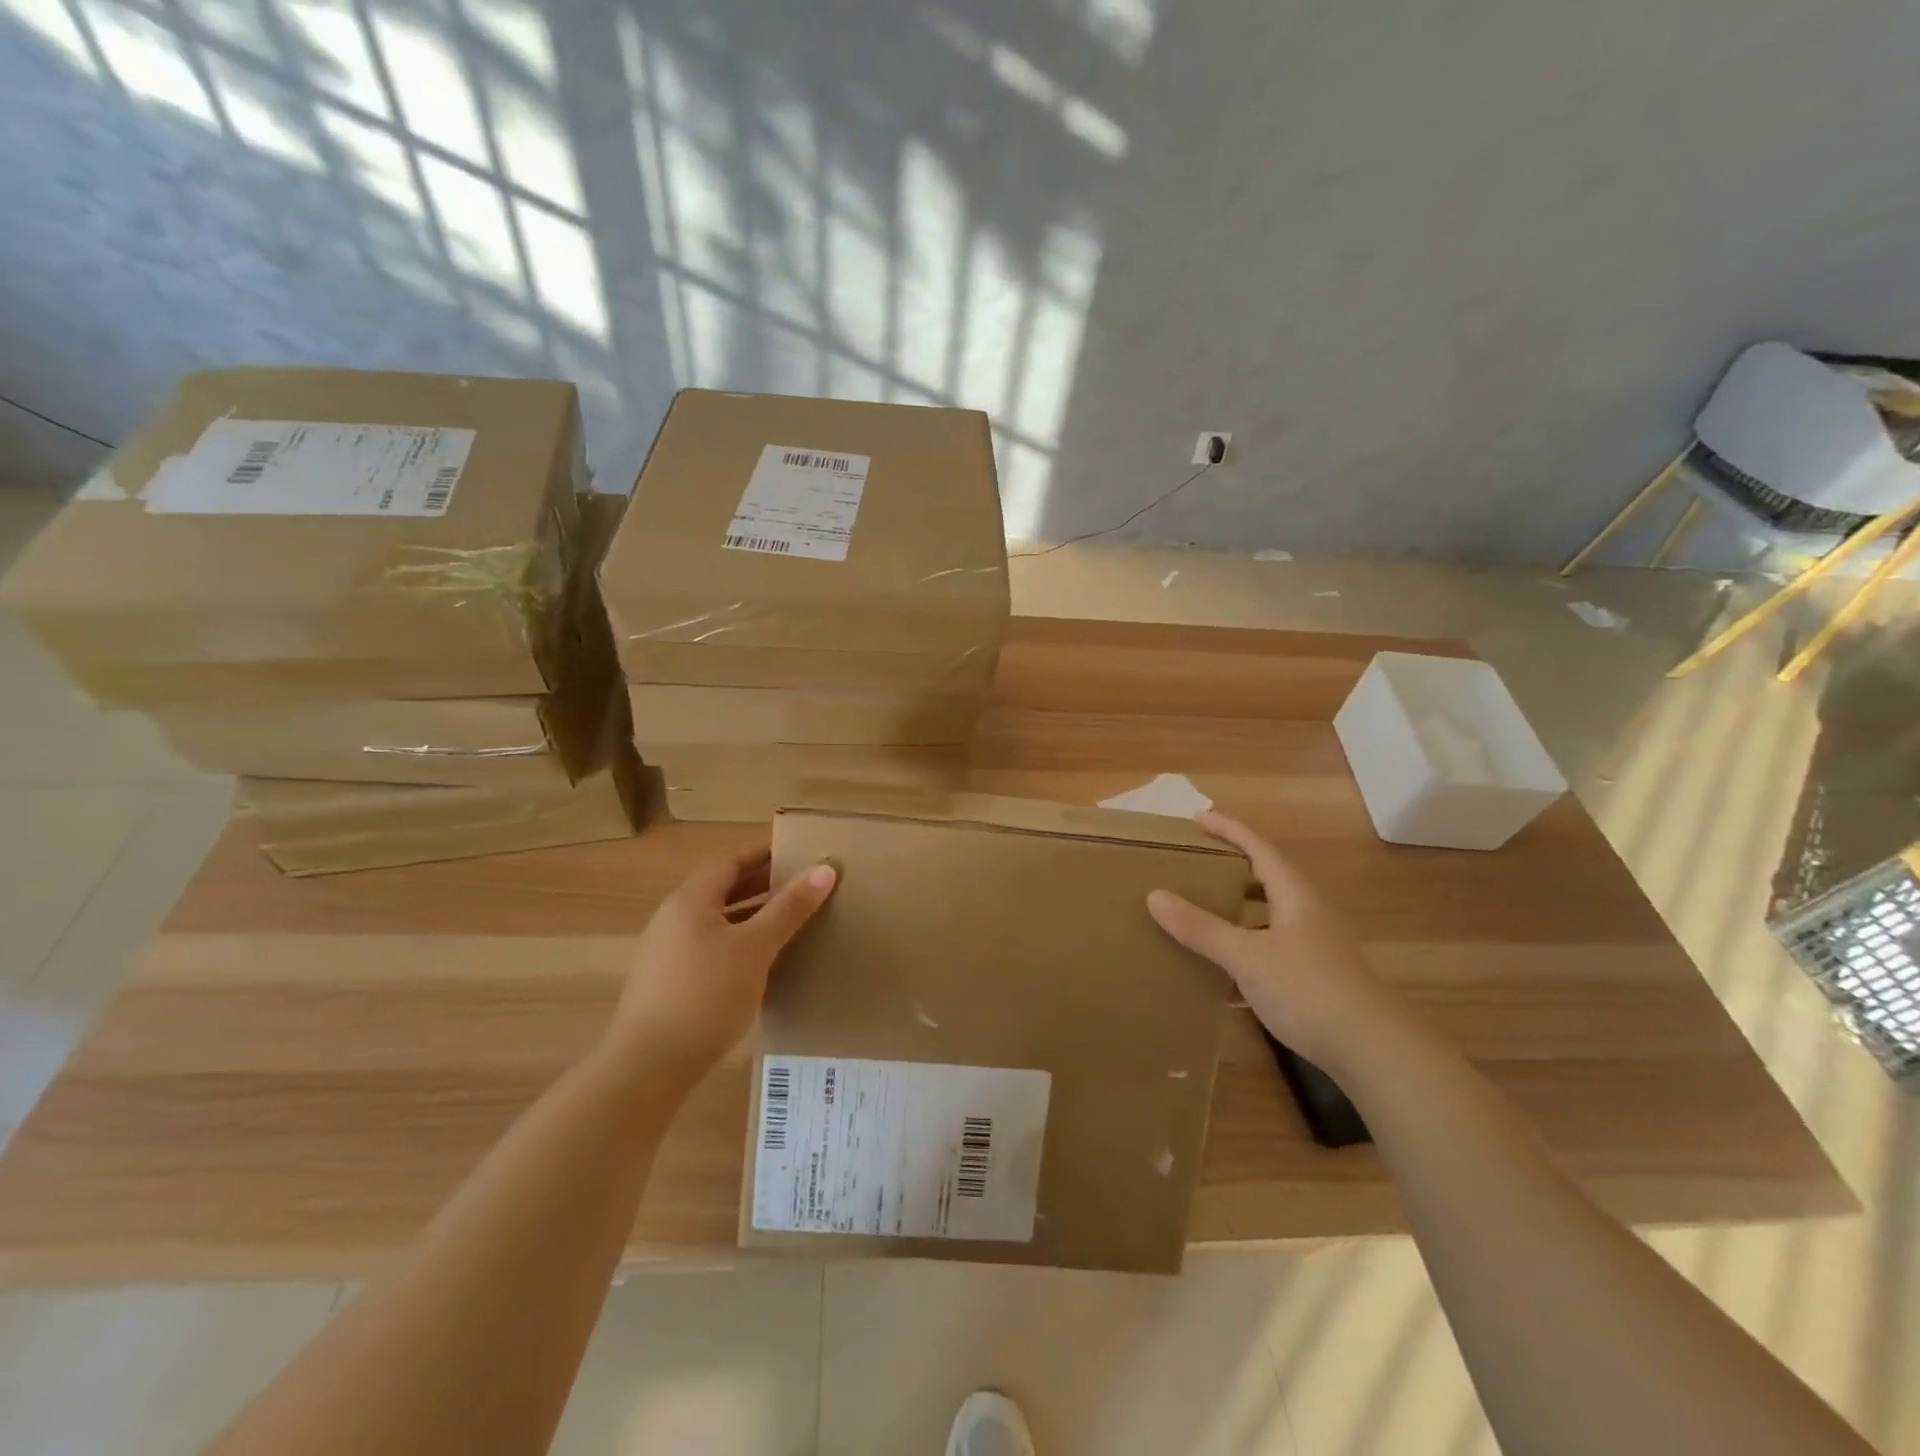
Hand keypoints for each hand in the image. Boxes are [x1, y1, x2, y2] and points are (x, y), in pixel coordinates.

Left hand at [606, 847, 836, 1088]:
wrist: (648, 1067)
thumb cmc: (706, 994)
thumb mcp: (756, 947)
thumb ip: (790, 907)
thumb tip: (825, 868)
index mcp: (690, 899)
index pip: (731, 862)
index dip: (765, 855)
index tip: (798, 852)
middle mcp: (673, 918)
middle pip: (722, 890)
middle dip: (762, 886)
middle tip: (803, 886)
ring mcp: (667, 953)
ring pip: (717, 922)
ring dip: (751, 917)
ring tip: (791, 922)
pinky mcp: (668, 984)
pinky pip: (710, 948)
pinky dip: (738, 944)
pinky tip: (761, 963)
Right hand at [1147, 811, 1412, 1074]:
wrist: (1371, 1051)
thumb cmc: (1309, 989)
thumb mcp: (1247, 956)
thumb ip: (1202, 928)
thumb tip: (1155, 896)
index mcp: (1296, 895)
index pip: (1259, 848)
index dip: (1229, 830)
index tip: (1197, 818)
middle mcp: (1309, 912)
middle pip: (1268, 876)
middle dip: (1233, 865)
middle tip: (1195, 861)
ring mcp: (1315, 945)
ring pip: (1271, 912)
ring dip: (1239, 905)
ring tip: (1204, 905)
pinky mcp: (1315, 975)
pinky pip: (1271, 943)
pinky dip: (1246, 941)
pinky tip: (1224, 961)